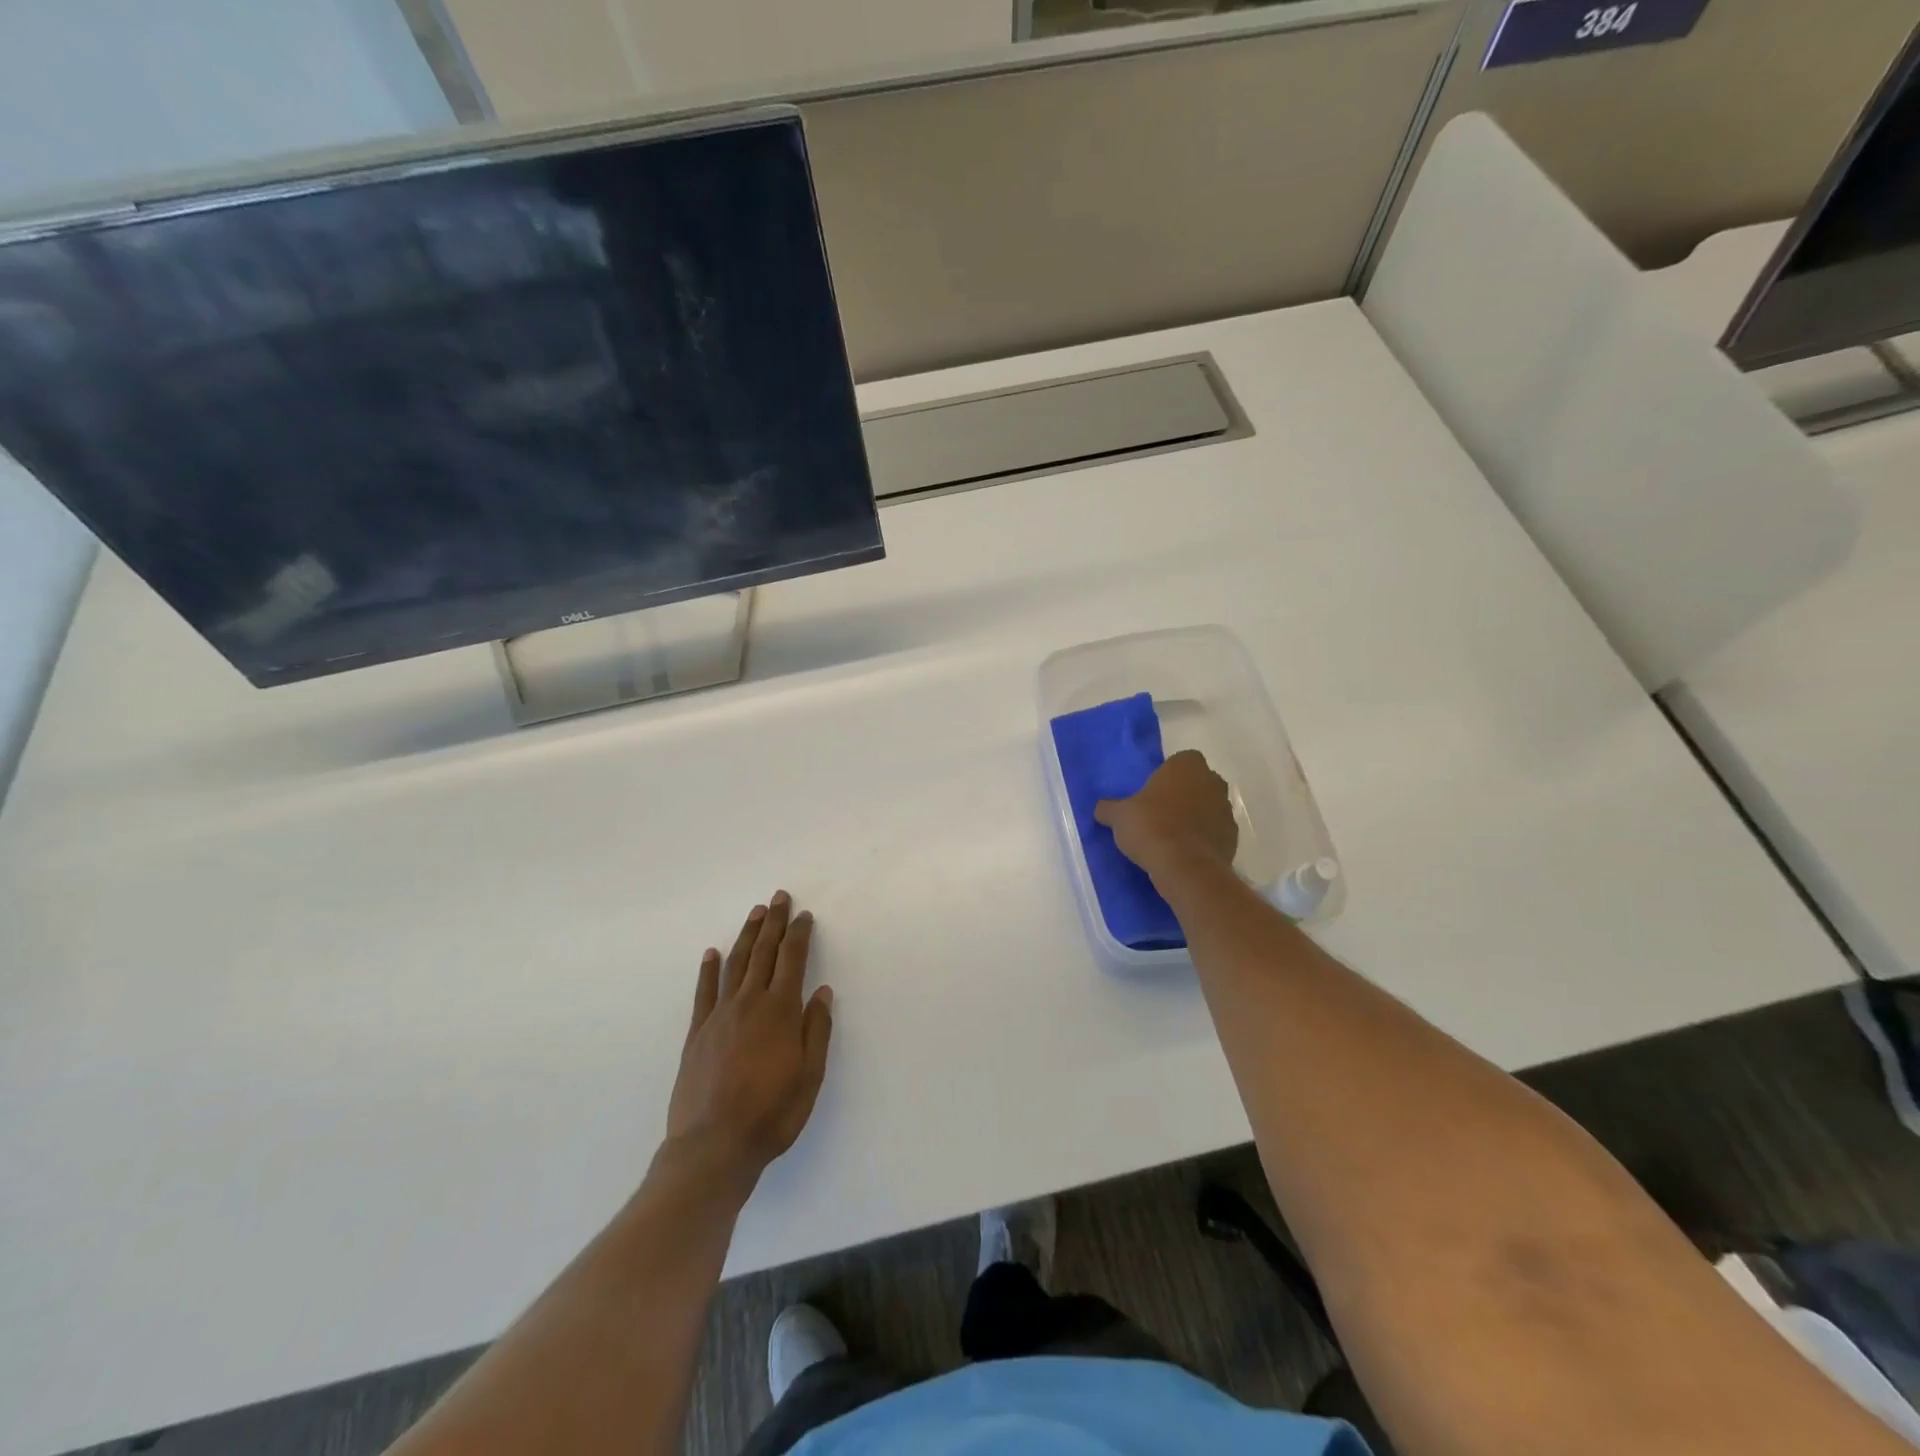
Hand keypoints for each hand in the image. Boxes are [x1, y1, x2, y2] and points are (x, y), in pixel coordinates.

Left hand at [665, 892, 833, 1188]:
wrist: (712, 1147)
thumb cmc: (771, 1114)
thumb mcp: (809, 1076)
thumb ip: (816, 1030)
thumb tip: (821, 991)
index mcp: (780, 1011)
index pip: (792, 960)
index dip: (799, 934)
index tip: (804, 915)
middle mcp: (749, 1003)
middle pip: (763, 953)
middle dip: (774, 923)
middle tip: (779, 898)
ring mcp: (719, 1016)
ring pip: (735, 964)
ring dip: (747, 936)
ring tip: (755, 914)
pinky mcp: (697, 1033)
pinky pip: (704, 992)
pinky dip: (708, 969)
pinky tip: (711, 952)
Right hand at [1095, 750, 1238, 881]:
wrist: (1185, 868)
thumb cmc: (1151, 827)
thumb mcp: (1119, 816)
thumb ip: (1109, 808)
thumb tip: (1101, 809)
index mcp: (1187, 766)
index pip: (1181, 760)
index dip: (1167, 774)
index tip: (1152, 791)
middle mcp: (1212, 781)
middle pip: (1197, 782)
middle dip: (1183, 794)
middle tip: (1159, 812)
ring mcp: (1226, 810)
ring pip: (1208, 807)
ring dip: (1194, 816)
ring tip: (1171, 836)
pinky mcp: (1233, 838)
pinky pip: (1214, 832)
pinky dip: (1203, 839)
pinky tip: (1184, 852)